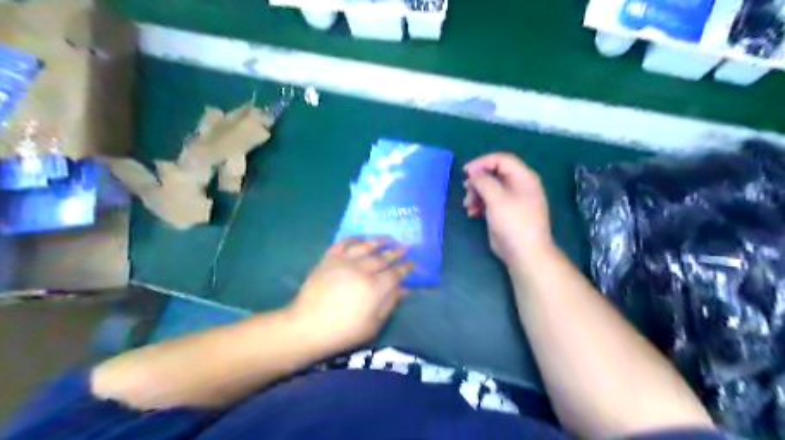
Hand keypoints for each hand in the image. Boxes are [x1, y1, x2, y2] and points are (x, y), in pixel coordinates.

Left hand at [285, 237, 412, 353]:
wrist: (307, 327)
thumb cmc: (343, 331)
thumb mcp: (373, 325)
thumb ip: (389, 304)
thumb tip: (404, 290)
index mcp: (374, 288)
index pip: (395, 274)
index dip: (405, 268)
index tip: (413, 263)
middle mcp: (361, 270)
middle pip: (383, 258)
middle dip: (396, 252)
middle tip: (405, 246)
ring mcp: (344, 263)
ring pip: (365, 247)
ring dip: (378, 241)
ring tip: (388, 238)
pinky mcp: (328, 260)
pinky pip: (343, 244)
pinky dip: (353, 238)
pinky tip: (360, 237)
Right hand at [466, 153, 551, 265]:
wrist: (525, 253)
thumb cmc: (513, 222)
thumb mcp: (497, 198)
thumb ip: (483, 181)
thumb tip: (473, 172)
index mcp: (523, 177)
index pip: (501, 160)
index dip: (482, 163)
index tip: (465, 172)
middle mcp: (519, 185)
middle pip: (494, 174)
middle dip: (477, 181)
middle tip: (466, 190)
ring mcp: (513, 200)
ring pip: (490, 188)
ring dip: (476, 194)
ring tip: (468, 206)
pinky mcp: (506, 213)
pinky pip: (490, 202)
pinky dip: (479, 205)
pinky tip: (472, 214)